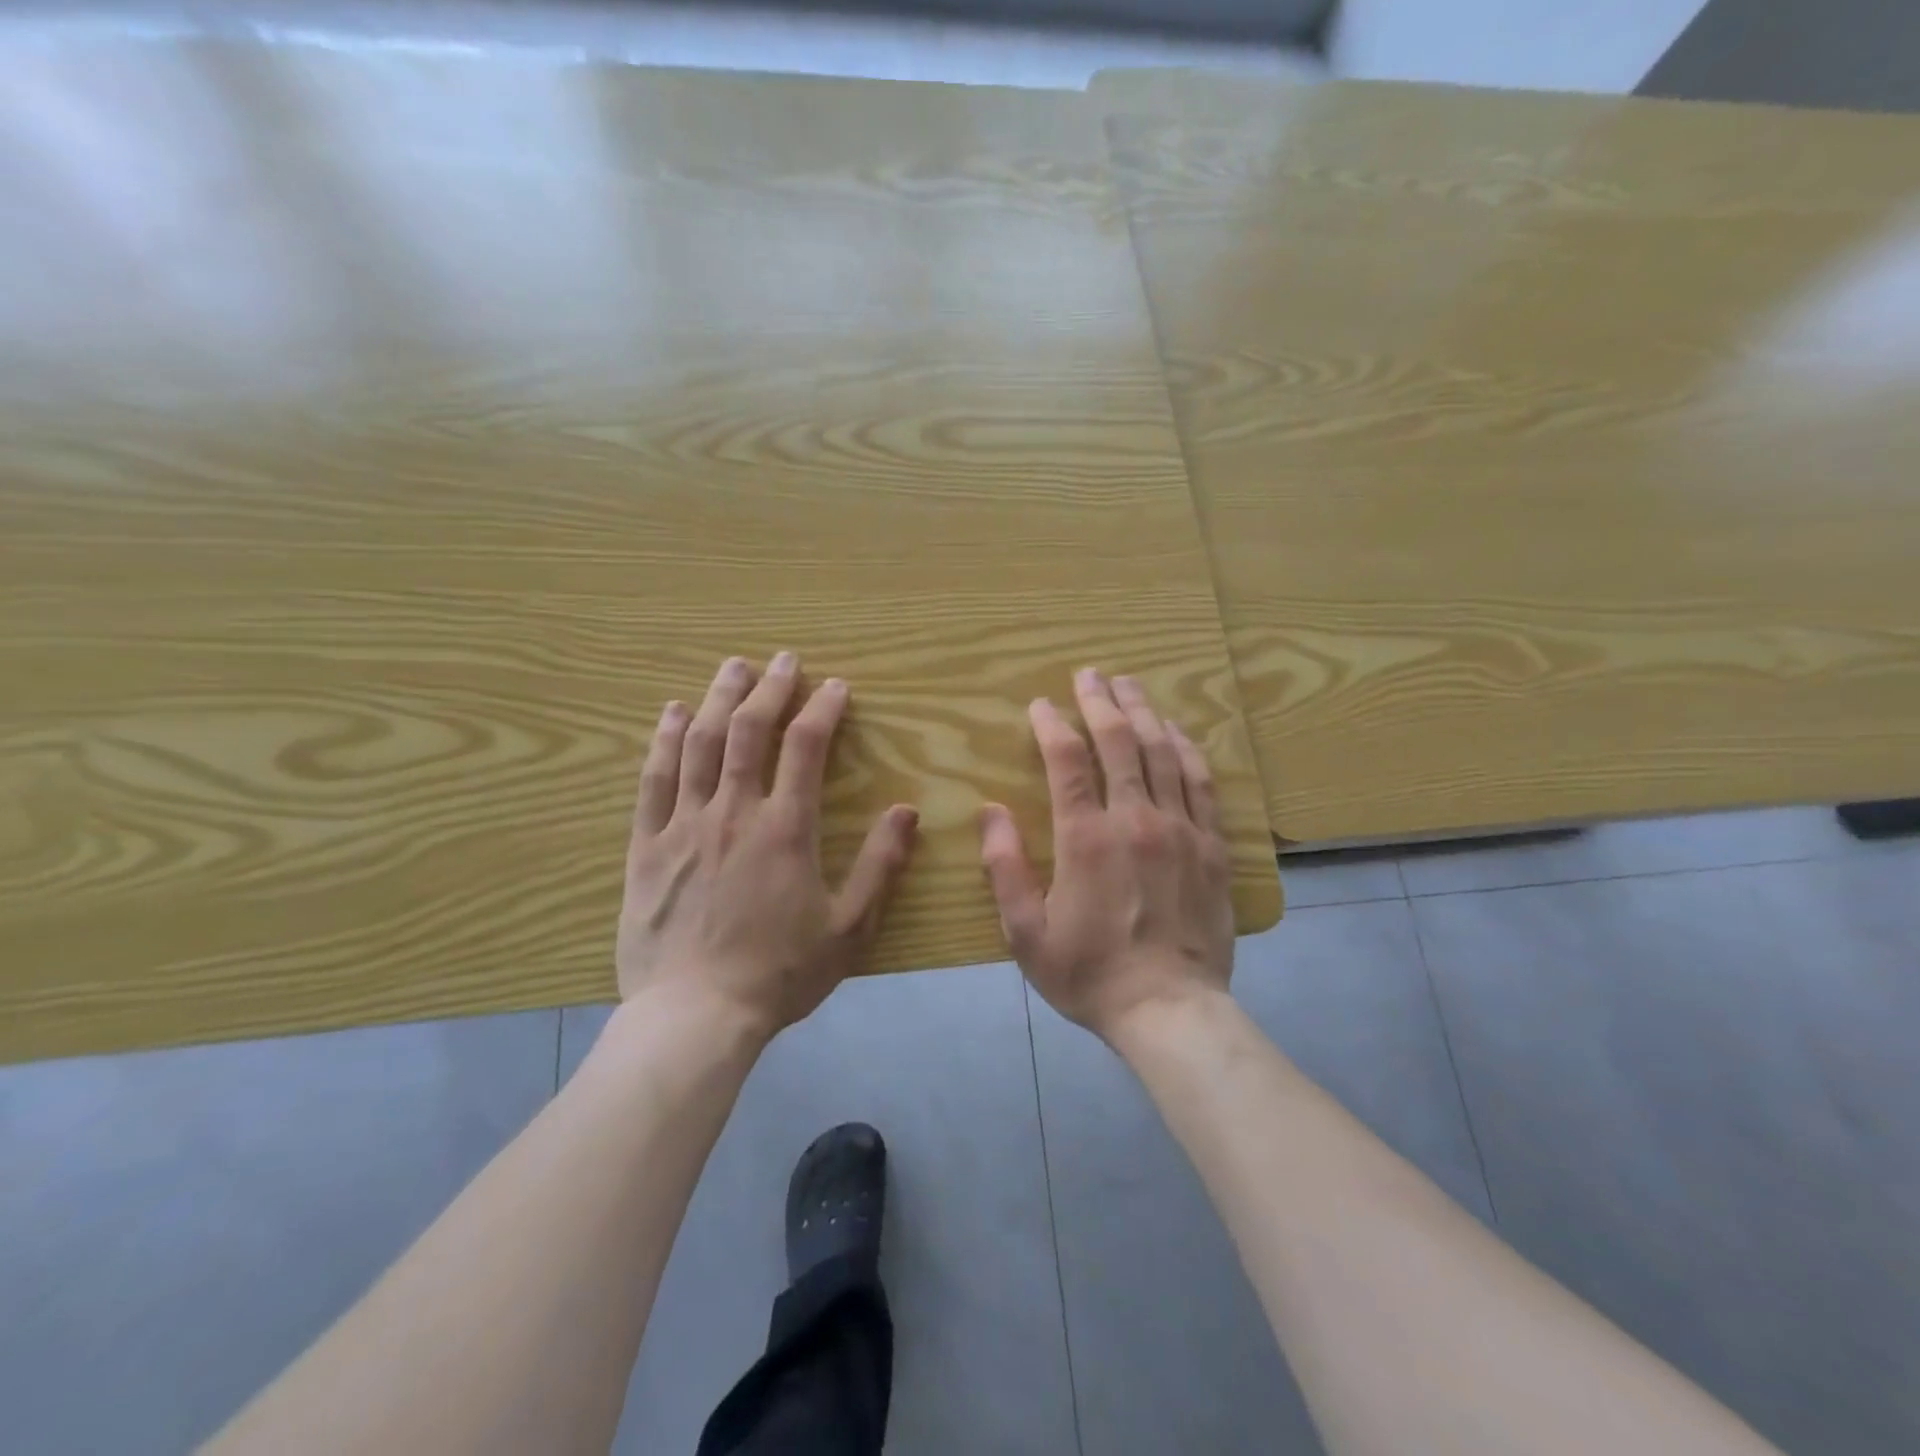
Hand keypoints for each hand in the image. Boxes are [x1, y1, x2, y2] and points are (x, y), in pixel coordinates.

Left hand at [616, 654, 919, 1041]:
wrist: (694, 1016)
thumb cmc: (779, 973)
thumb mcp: (849, 928)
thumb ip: (880, 866)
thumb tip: (906, 810)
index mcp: (785, 828)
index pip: (805, 747)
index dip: (822, 709)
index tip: (836, 686)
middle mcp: (733, 812)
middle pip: (748, 730)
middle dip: (770, 687)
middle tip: (785, 659)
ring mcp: (684, 824)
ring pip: (698, 743)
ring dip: (718, 698)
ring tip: (733, 667)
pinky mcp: (646, 846)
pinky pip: (653, 780)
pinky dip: (662, 740)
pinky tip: (670, 713)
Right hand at [979, 668, 1233, 1040]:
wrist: (1170, 1010)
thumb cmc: (1090, 974)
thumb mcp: (1026, 933)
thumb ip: (1004, 868)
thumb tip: (989, 811)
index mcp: (1086, 838)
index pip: (1067, 761)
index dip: (1052, 725)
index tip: (1041, 705)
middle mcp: (1135, 820)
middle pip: (1119, 741)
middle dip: (1100, 701)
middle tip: (1089, 674)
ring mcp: (1180, 829)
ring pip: (1162, 752)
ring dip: (1143, 712)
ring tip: (1129, 685)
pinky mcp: (1212, 845)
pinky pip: (1201, 783)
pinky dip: (1187, 749)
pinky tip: (1177, 731)